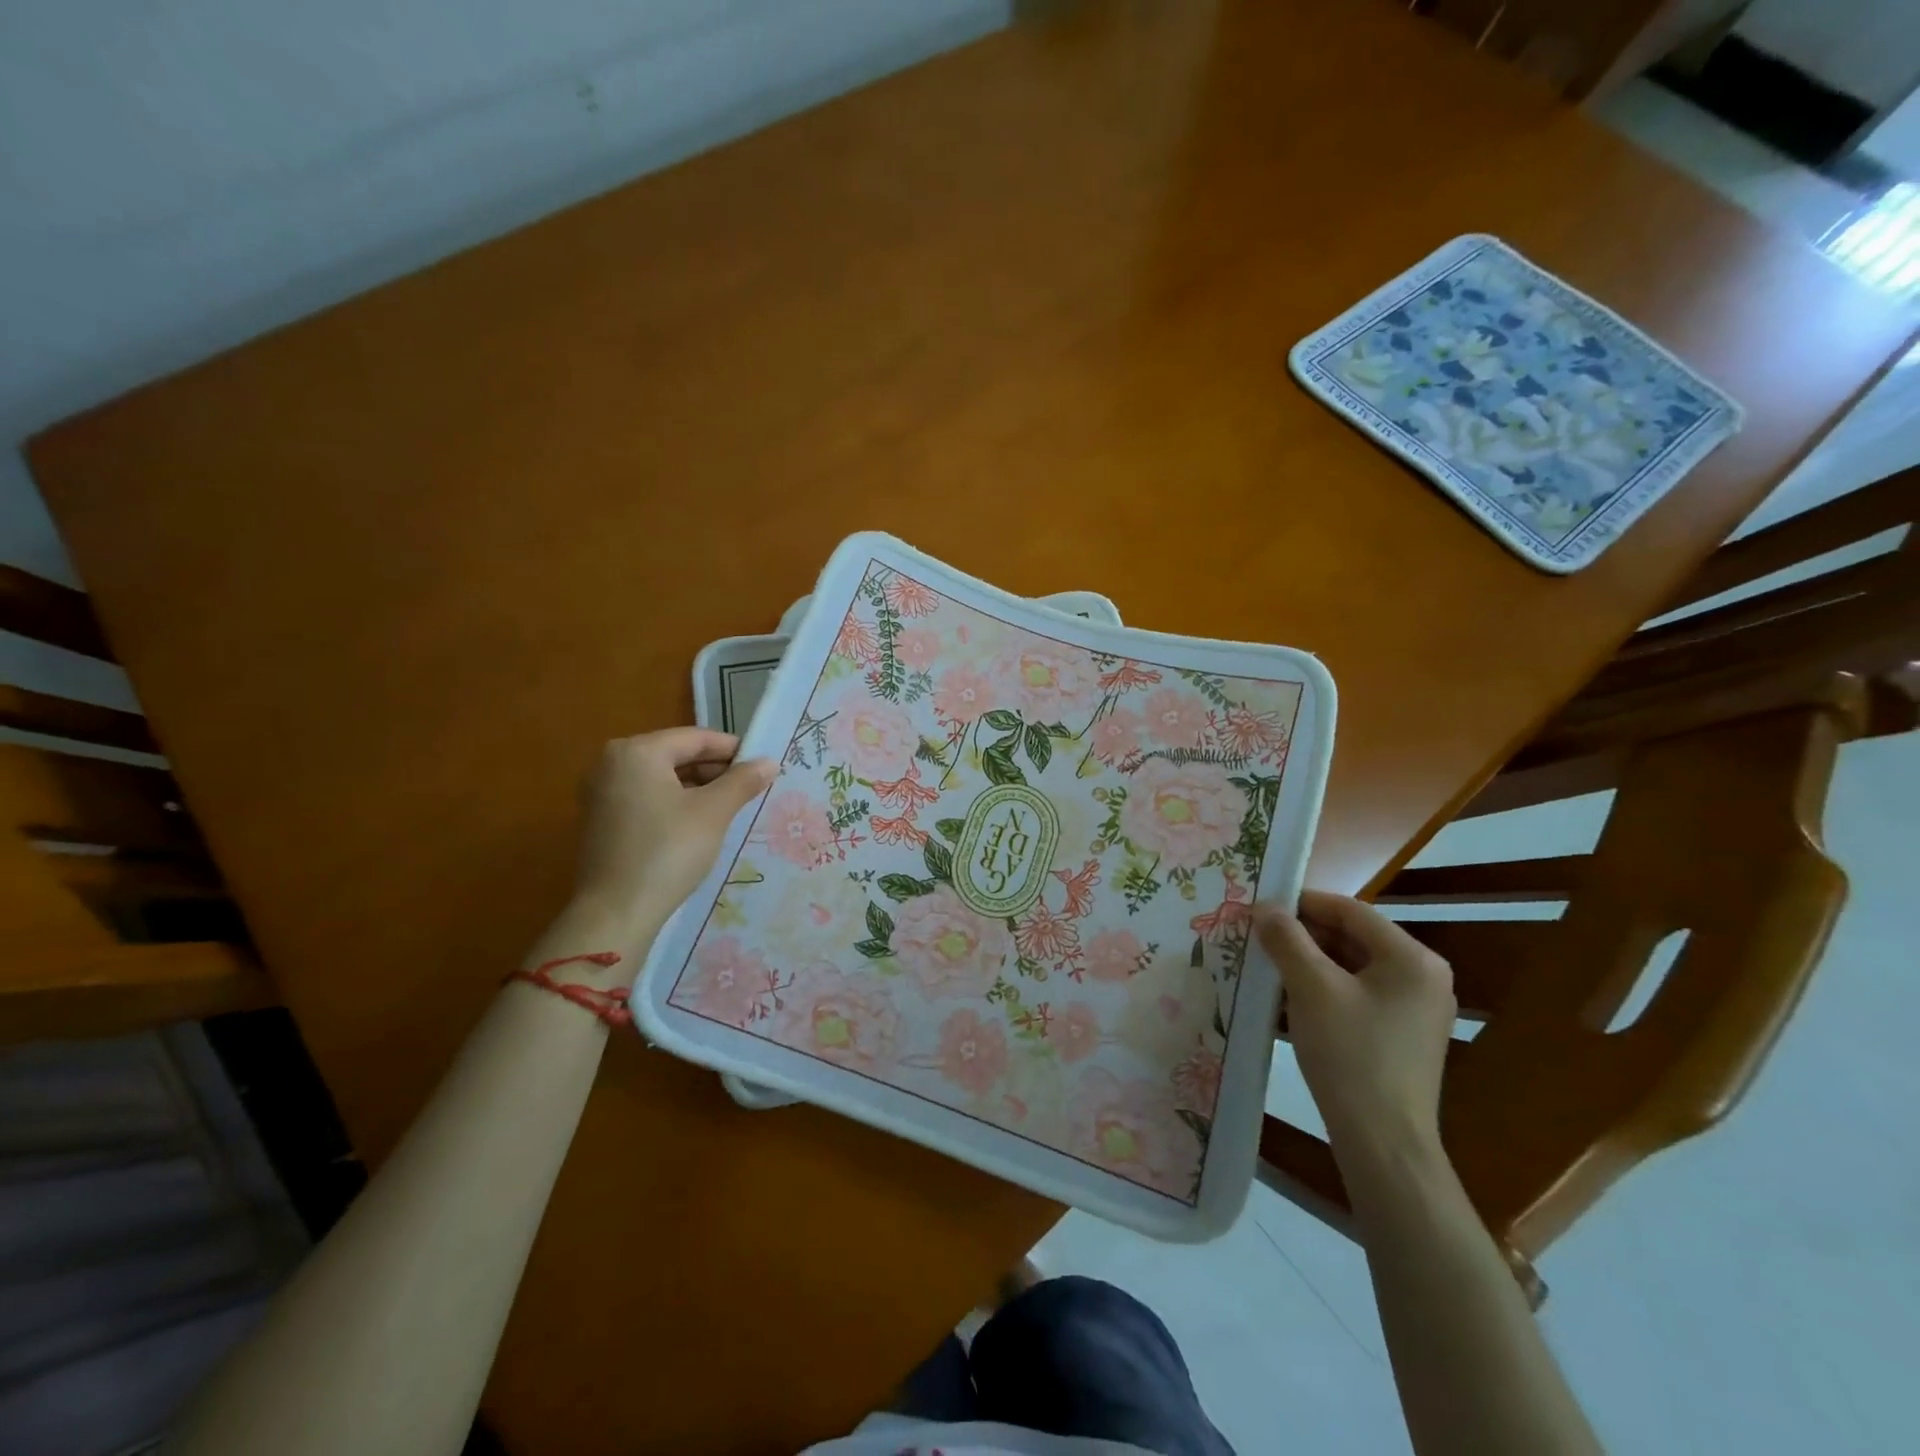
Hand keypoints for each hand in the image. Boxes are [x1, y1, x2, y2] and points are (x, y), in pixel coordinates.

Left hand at [568, 728, 776, 942]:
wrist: (616, 912)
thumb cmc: (668, 851)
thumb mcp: (713, 813)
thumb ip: (742, 781)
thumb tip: (769, 762)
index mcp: (638, 751)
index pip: (696, 738)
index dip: (733, 750)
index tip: (762, 767)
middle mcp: (612, 762)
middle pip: (677, 754)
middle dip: (715, 770)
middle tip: (749, 789)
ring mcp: (601, 791)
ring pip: (662, 777)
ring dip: (697, 787)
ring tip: (730, 807)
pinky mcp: (600, 818)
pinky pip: (646, 796)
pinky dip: (674, 802)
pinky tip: (698, 824)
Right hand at [1254, 891, 1455, 1167]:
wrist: (1383, 1142)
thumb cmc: (1350, 1054)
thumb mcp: (1310, 988)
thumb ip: (1286, 939)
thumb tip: (1265, 907)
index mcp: (1412, 958)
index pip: (1350, 911)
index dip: (1303, 903)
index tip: (1261, 907)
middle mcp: (1423, 977)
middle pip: (1352, 938)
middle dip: (1303, 936)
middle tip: (1258, 937)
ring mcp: (1416, 1009)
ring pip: (1351, 968)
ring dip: (1308, 964)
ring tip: (1266, 967)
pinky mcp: (1402, 1036)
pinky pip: (1357, 996)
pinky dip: (1323, 990)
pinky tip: (1286, 1000)